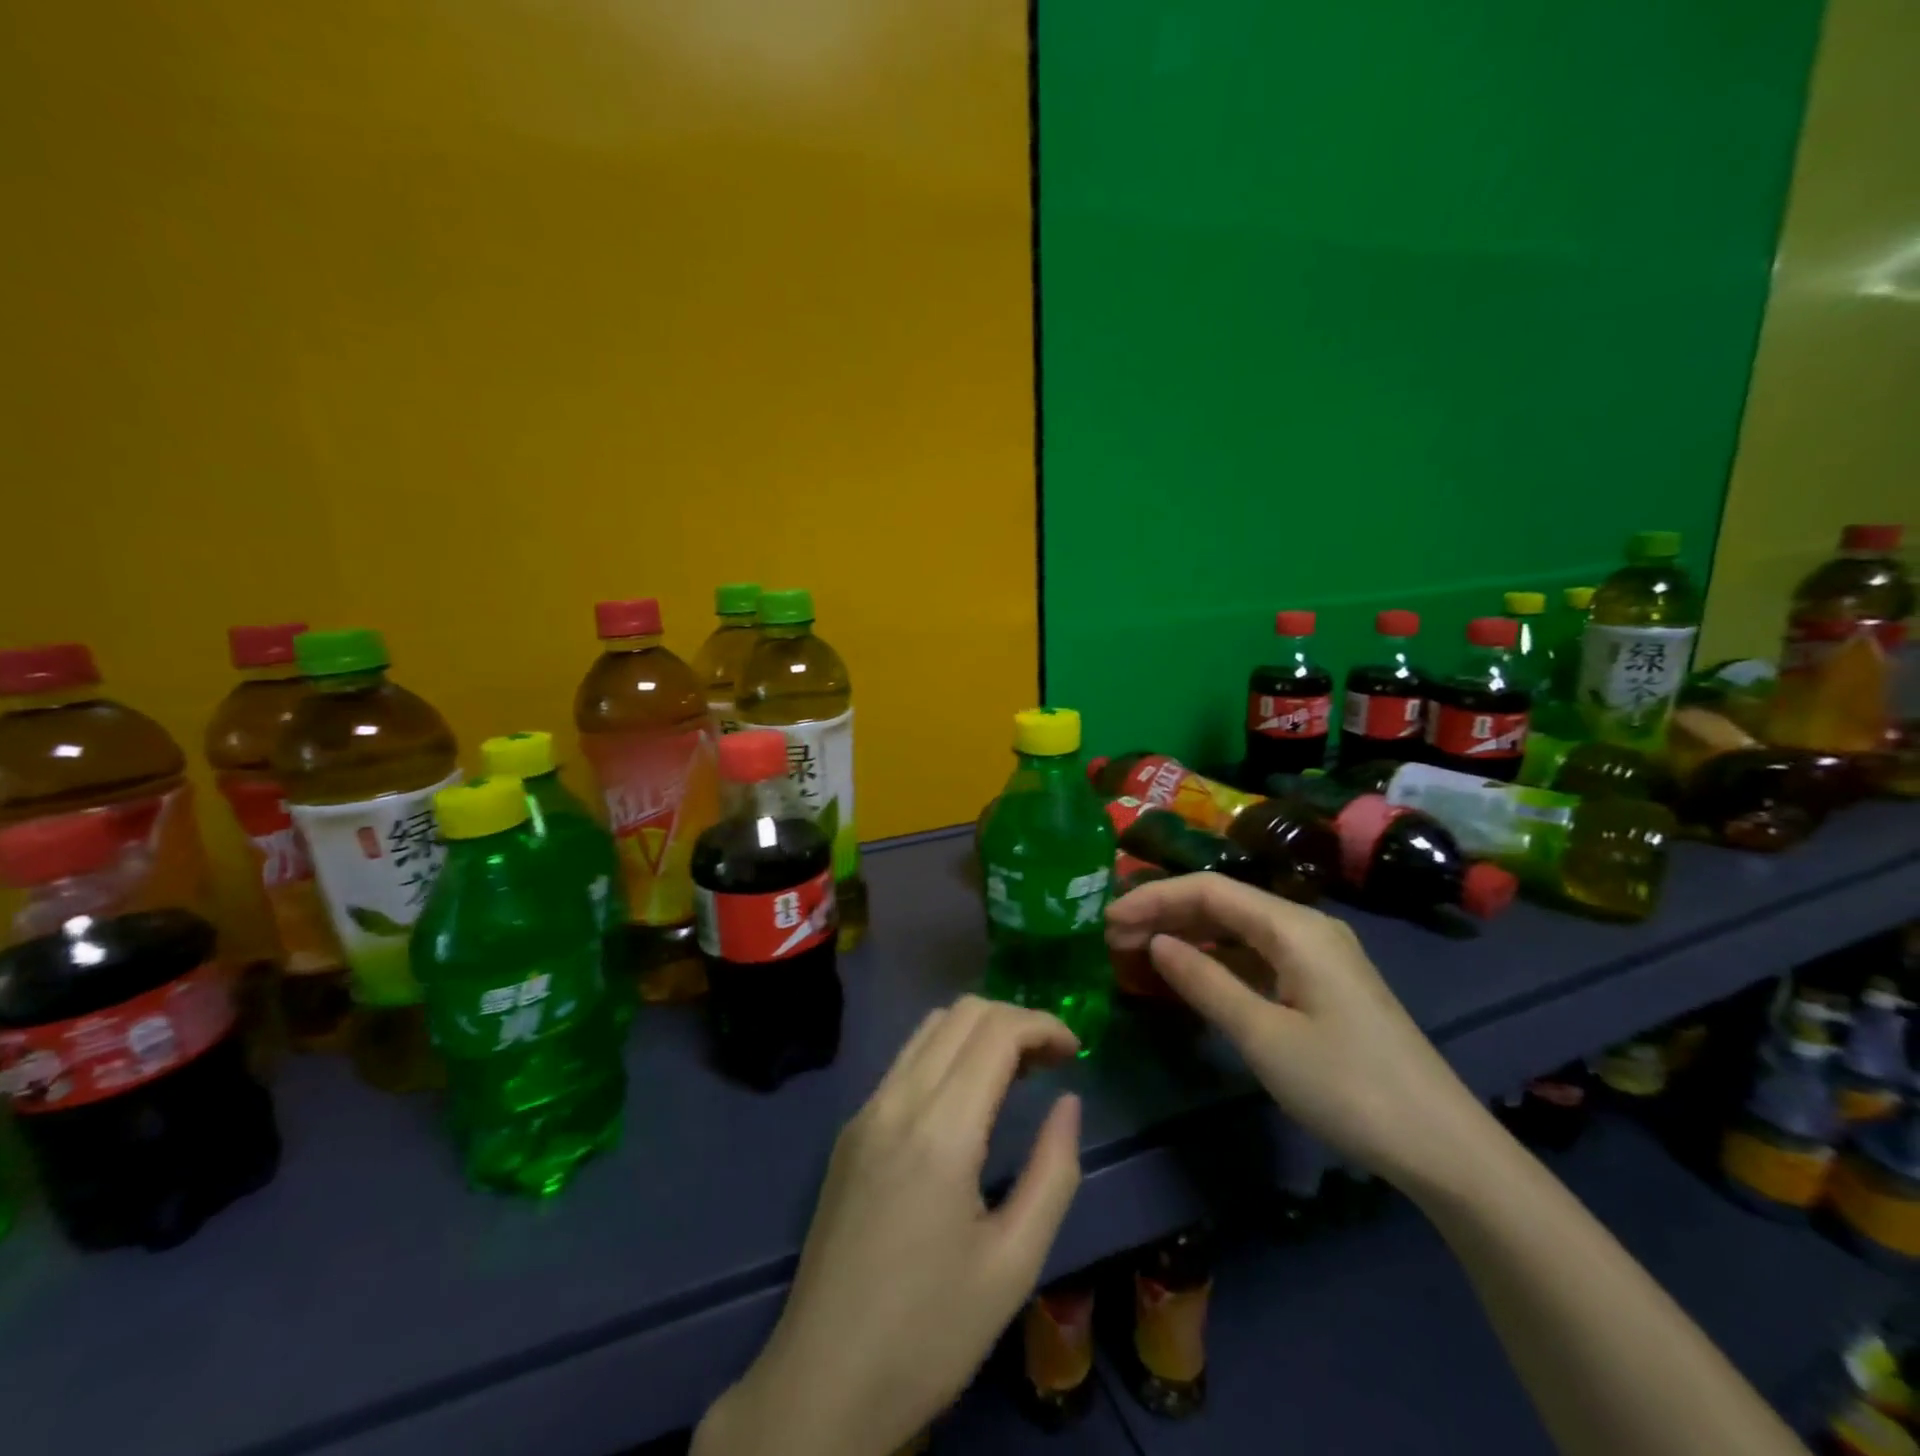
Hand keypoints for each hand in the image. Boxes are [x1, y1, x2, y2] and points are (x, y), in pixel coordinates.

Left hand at [696, 996, 1083, 1455]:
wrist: (822, 1383)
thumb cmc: (930, 1333)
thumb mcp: (1014, 1264)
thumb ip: (1053, 1172)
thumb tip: (1069, 1101)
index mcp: (940, 1130)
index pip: (995, 1031)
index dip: (1043, 1025)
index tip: (1077, 1052)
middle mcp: (897, 1100)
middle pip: (962, 1013)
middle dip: (1015, 1020)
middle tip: (1052, 1061)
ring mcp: (867, 1111)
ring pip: (929, 1028)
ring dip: (980, 1031)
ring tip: (1018, 1072)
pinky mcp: (852, 1130)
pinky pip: (906, 1061)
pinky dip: (948, 1052)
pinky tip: (970, 1097)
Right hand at [1105, 872, 1493, 1195]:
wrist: (1443, 1147)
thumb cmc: (1347, 1087)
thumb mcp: (1263, 1036)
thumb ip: (1205, 982)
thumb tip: (1156, 943)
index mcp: (1295, 928)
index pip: (1209, 890)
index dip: (1154, 899)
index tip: (1108, 920)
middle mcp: (1306, 928)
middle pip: (1223, 904)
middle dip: (1166, 914)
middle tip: (1114, 939)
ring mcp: (1317, 957)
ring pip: (1238, 930)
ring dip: (1188, 936)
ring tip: (1139, 953)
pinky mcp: (1322, 986)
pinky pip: (1256, 956)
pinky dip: (1217, 960)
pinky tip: (1189, 975)